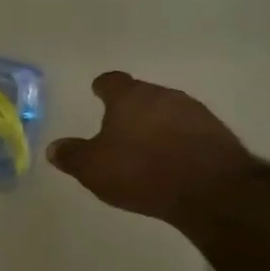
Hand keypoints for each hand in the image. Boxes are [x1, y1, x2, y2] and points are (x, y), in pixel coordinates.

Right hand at [46, 72, 255, 230]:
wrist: (210, 189)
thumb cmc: (142, 171)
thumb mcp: (94, 169)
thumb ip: (73, 156)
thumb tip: (53, 148)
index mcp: (129, 97)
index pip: (112, 81)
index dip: (102, 86)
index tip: (97, 91)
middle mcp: (162, 95)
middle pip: (141, 95)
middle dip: (130, 108)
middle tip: (119, 127)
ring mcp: (193, 111)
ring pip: (167, 111)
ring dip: (156, 124)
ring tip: (147, 147)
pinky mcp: (216, 132)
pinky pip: (189, 131)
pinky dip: (178, 140)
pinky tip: (174, 161)